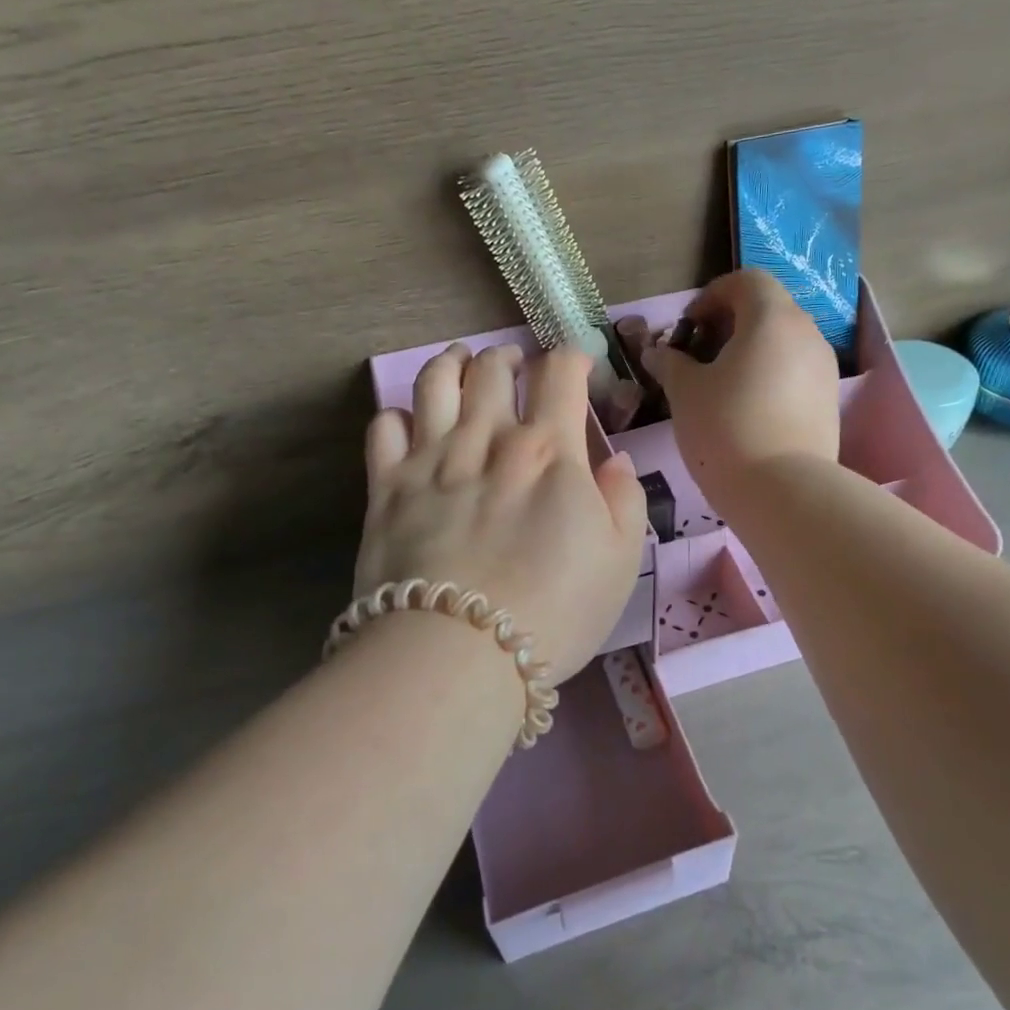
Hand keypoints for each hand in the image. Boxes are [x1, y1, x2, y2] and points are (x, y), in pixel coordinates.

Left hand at [355, 343, 646, 683]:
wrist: (459, 653)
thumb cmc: (555, 611)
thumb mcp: (620, 561)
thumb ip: (625, 500)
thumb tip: (614, 460)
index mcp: (549, 450)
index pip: (560, 374)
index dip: (571, 358)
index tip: (576, 366)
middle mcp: (488, 438)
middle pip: (492, 368)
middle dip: (507, 356)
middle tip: (513, 365)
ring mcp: (432, 458)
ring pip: (436, 382)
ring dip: (452, 363)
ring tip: (460, 362)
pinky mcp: (387, 486)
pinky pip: (384, 427)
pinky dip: (397, 414)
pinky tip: (408, 421)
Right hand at [642, 269, 839, 504]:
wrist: (783, 492)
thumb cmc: (725, 428)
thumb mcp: (685, 391)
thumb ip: (671, 363)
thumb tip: (658, 353)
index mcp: (772, 318)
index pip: (746, 280)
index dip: (712, 295)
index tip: (689, 328)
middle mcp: (806, 333)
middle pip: (767, 308)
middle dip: (729, 324)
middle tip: (699, 356)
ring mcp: (824, 368)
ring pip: (783, 341)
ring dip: (750, 351)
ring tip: (720, 386)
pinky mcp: (828, 401)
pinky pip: (795, 371)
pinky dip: (769, 375)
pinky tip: (746, 410)